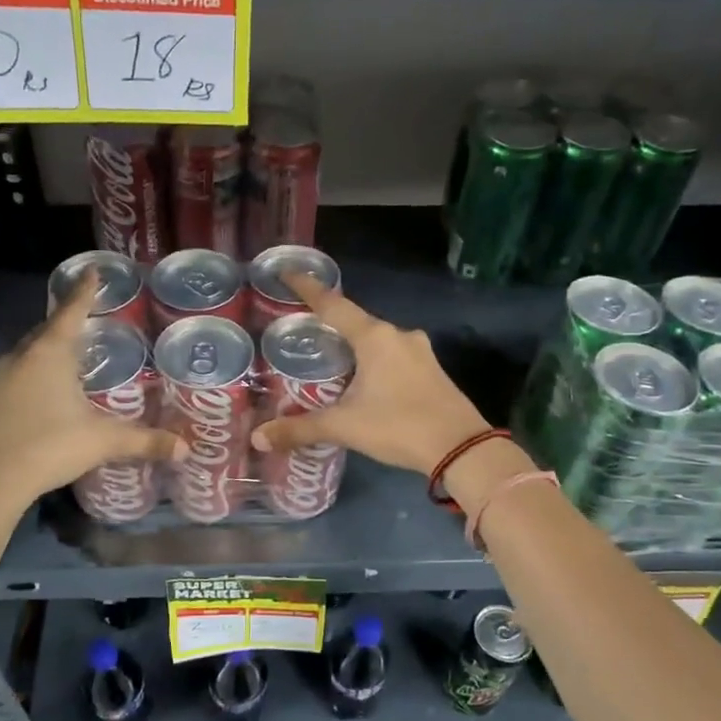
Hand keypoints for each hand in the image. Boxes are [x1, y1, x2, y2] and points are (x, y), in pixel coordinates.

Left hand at [0, 270, 182, 510]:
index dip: (86, 290)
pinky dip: (37, 370)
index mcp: (51, 353)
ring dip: (50, 346)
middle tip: (90, 317)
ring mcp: (2, 378)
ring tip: (72, 351)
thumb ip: (145, 441)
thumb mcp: (103, 442)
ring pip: (30, 351)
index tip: (92, 270)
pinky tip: (49, 388)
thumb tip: (186, 449)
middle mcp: (23, 357)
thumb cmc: (49, 446)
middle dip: (68, 320)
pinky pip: (20, 372)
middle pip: (48, 329)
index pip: (72, 311)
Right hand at [250, 272, 488, 475]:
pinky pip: (393, 355)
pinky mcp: (432, 369)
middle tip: (303, 332)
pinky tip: (364, 380)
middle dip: (330, 324)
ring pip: (377, 340)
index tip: (287, 271)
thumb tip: (258, 438)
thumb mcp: (344, 427)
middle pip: (355, 321)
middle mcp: (398, 335)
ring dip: (354, 346)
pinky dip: (374, 361)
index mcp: (374, 337)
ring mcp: (419, 351)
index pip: (333, 304)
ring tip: (330, 360)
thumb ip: (300, 429)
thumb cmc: (398, 426)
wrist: (461, 449)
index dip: (307, 288)